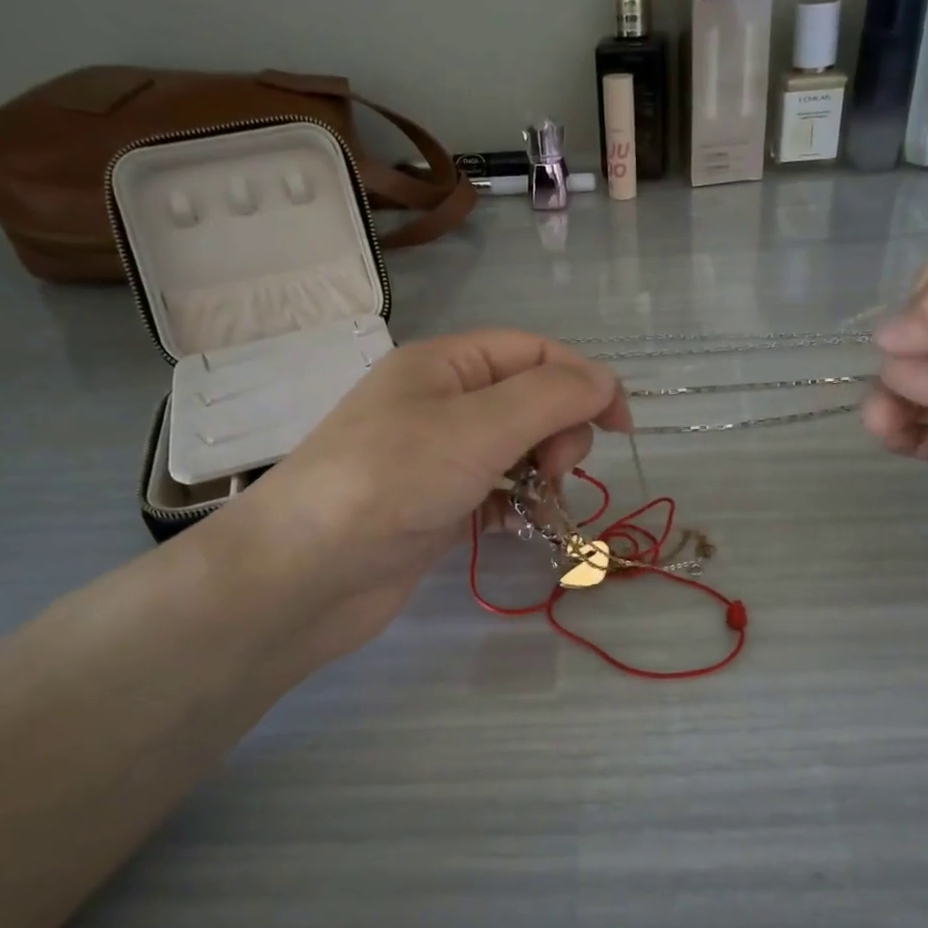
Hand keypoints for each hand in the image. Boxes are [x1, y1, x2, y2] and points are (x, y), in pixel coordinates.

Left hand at [209, 331, 628, 660]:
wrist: (306, 575)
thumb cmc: (392, 482)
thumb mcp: (478, 427)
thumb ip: (550, 398)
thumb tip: (604, 382)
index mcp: (445, 364)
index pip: (535, 352)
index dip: (585, 381)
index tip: (621, 428)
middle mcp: (440, 402)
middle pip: (529, 400)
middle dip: (559, 431)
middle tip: (558, 470)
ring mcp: (436, 457)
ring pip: (516, 449)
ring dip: (542, 471)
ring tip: (541, 502)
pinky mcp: (435, 506)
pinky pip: (495, 491)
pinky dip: (516, 503)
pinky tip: (518, 524)